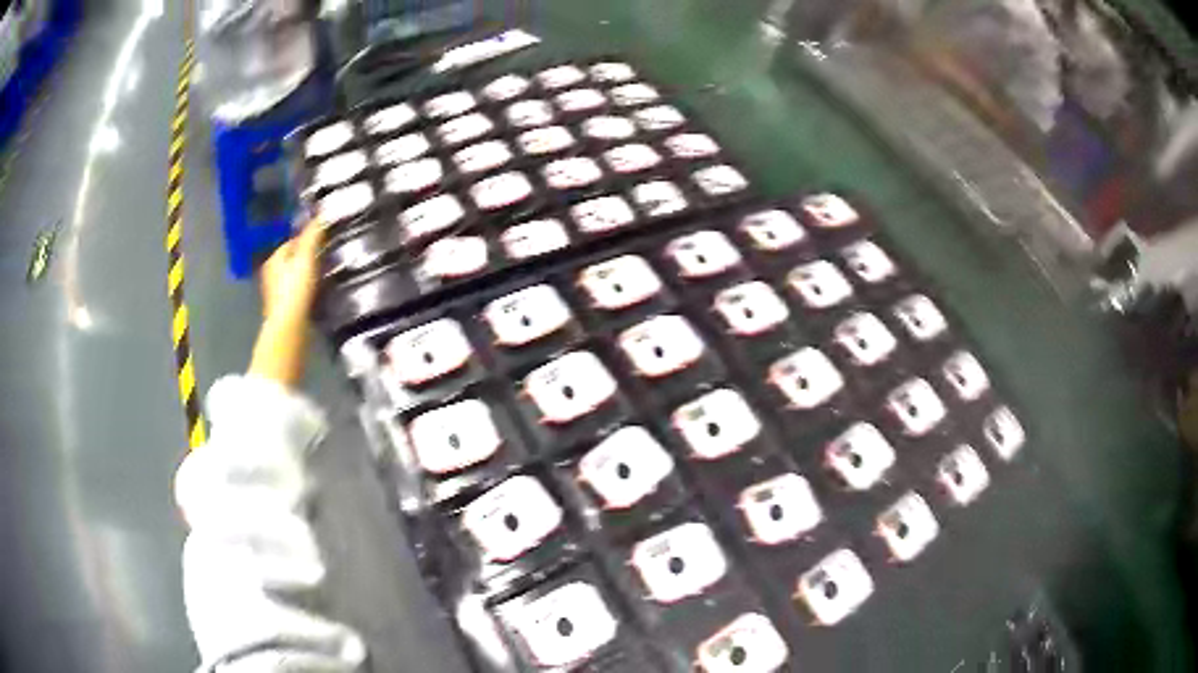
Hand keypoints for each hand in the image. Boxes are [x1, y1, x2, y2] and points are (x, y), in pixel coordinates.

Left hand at [261, 223, 324, 327]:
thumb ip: (312, 236)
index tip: (323, 241)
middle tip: (325, 257)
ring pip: (293, 276)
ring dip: (306, 275)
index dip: (307, 239)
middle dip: (306, 257)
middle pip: (291, 259)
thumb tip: (320, 214)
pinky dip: (304, 290)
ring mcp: (275, 293)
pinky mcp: (282, 308)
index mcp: (274, 258)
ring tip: (323, 275)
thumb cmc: (295, 290)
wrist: (289, 327)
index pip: (291, 241)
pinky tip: (315, 294)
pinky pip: (296, 292)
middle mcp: (270, 273)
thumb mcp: (306, 258)